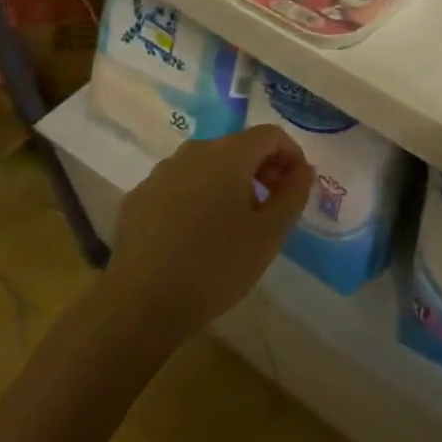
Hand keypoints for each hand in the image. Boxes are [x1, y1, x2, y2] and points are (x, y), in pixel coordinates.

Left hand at [105, 127, 313, 344]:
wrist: (140, 305)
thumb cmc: (215, 266)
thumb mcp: (269, 234)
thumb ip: (293, 194)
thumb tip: (303, 170)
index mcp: (228, 154)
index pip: (270, 135)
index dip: (291, 155)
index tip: (296, 188)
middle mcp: (193, 152)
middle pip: (237, 147)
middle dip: (261, 170)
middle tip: (271, 208)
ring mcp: (160, 173)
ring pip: (206, 167)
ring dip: (227, 184)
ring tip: (233, 225)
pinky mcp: (138, 197)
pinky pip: (178, 186)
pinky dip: (196, 198)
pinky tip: (195, 236)